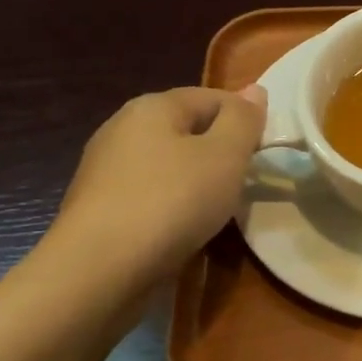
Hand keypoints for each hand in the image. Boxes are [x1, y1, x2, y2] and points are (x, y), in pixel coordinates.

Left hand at [51, 85, 265, 283]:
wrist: (99, 270)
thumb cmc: (172, 201)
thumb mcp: (225, 155)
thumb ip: (243, 120)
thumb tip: (255, 90)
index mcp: (152, 106)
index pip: (212, 97)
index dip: (244, 120)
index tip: (263, 153)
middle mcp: (122, 128)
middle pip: (187, 130)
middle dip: (219, 152)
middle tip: (243, 183)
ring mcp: (105, 170)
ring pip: (167, 165)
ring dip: (196, 181)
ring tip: (217, 210)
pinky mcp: (98, 208)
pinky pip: (149, 195)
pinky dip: (171, 206)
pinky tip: (182, 229)